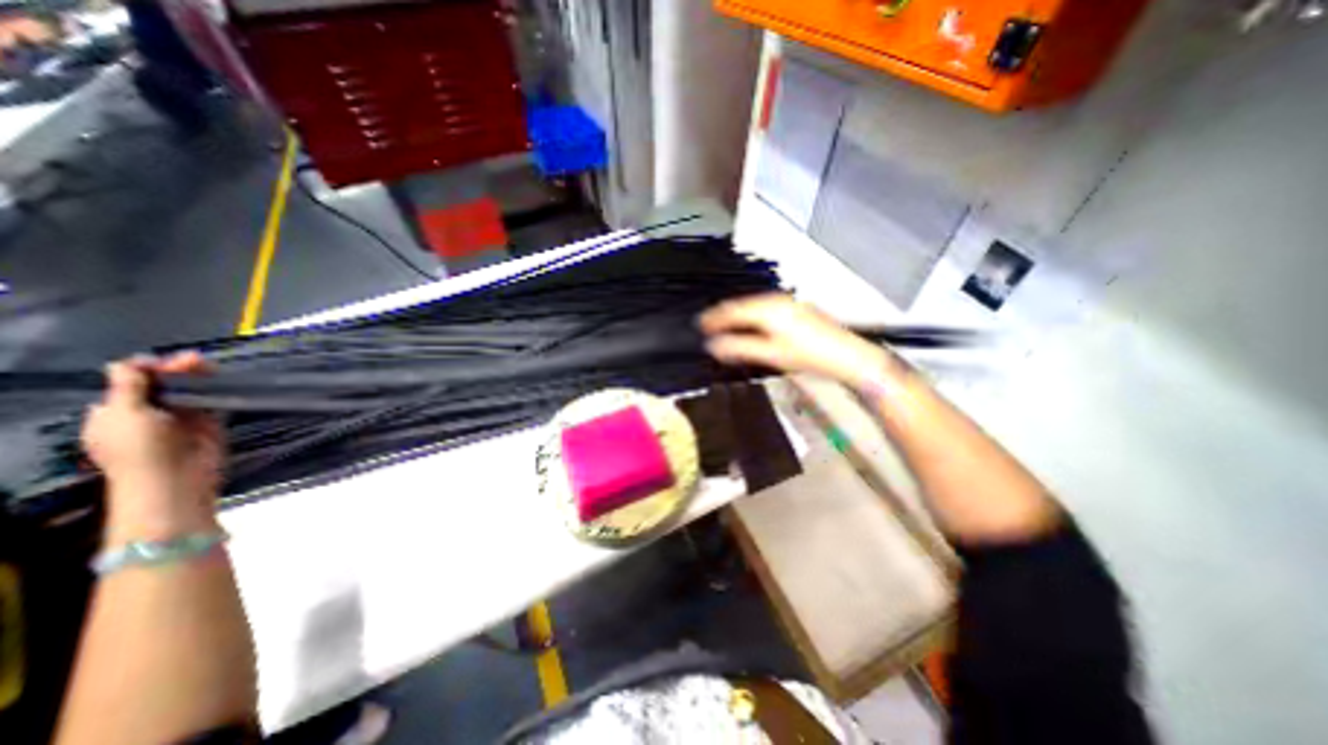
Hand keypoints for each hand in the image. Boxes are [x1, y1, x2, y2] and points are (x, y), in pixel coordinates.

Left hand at [82, 351, 222, 540]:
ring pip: (189, 390)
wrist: (178, 477)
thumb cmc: (142, 448)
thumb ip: (127, 387)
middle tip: (196, 360)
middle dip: (177, 370)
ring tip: (210, 365)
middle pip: (162, 383)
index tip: (164, 361)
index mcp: (115, 411)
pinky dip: (217, 390)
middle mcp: (146, 412)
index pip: (129, 382)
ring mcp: (179, 418)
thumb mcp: (126, 414)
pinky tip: (223, 380)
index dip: (146, 369)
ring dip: (198, 376)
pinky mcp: (208, 422)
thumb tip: (124, 363)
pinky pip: (212, 401)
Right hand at [696, 293, 900, 388]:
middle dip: (723, 315)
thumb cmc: (807, 355)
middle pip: (741, 305)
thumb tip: (712, 345)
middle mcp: (775, 300)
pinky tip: (750, 325)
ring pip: (753, 306)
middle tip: (708, 325)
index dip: (713, 318)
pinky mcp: (796, 309)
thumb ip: (739, 347)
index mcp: (766, 308)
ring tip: (725, 326)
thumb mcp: (769, 354)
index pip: (731, 310)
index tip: (699, 325)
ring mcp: (787, 303)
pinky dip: (752, 316)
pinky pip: (765, 308)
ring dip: (738, 316)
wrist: (847, 356)